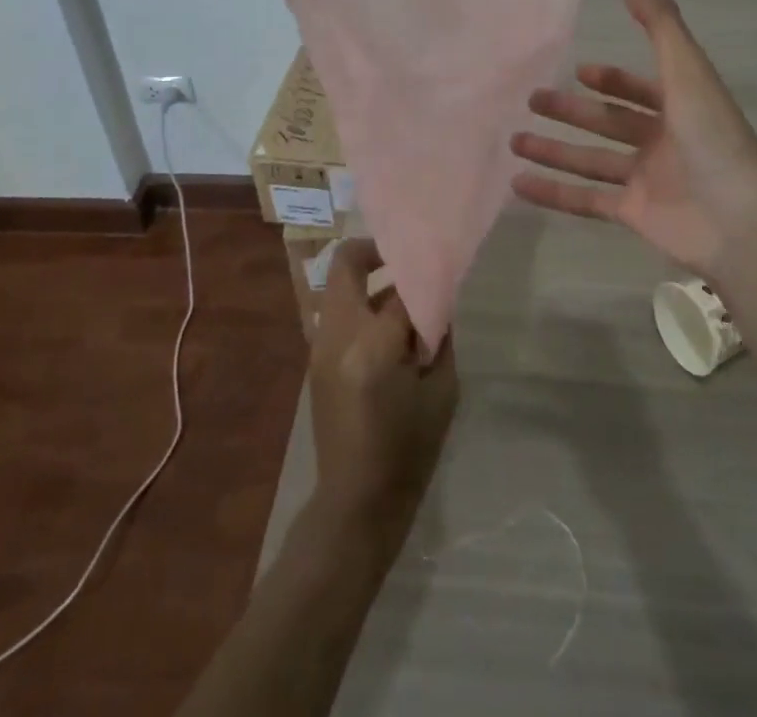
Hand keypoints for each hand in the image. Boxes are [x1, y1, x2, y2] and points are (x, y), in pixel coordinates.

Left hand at [308, 240, 457, 554]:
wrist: (356, 503)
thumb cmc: (408, 452)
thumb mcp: (441, 392)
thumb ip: (439, 337)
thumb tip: (436, 300)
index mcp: (373, 345)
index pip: (400, 287)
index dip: (423, 275)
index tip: (439, 267)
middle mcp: (337, 335)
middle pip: (346, 263)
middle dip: (377, 252)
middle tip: (408, 260)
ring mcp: (319, 345)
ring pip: (338, 285)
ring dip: (367, 279)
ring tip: (402, 296)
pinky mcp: (314, 359)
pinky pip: (336, 312)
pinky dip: (359, 304)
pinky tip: (387, 328)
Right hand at [510, 0, 756, 275]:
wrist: (739, 223)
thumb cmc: (712, 139)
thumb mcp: (686, 71)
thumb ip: (657, 23)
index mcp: (681, 107)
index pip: (640, 88)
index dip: (612, 78)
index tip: (578, 70)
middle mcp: (663, 141)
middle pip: (608, 122)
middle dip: (570, 112)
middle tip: (530, 100)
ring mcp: (647, 180)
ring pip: (591, 160)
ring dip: (554, 150)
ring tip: (513, 141)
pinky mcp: (633, 214)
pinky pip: (586, 200)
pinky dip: (553, 193)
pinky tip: (517, 184)